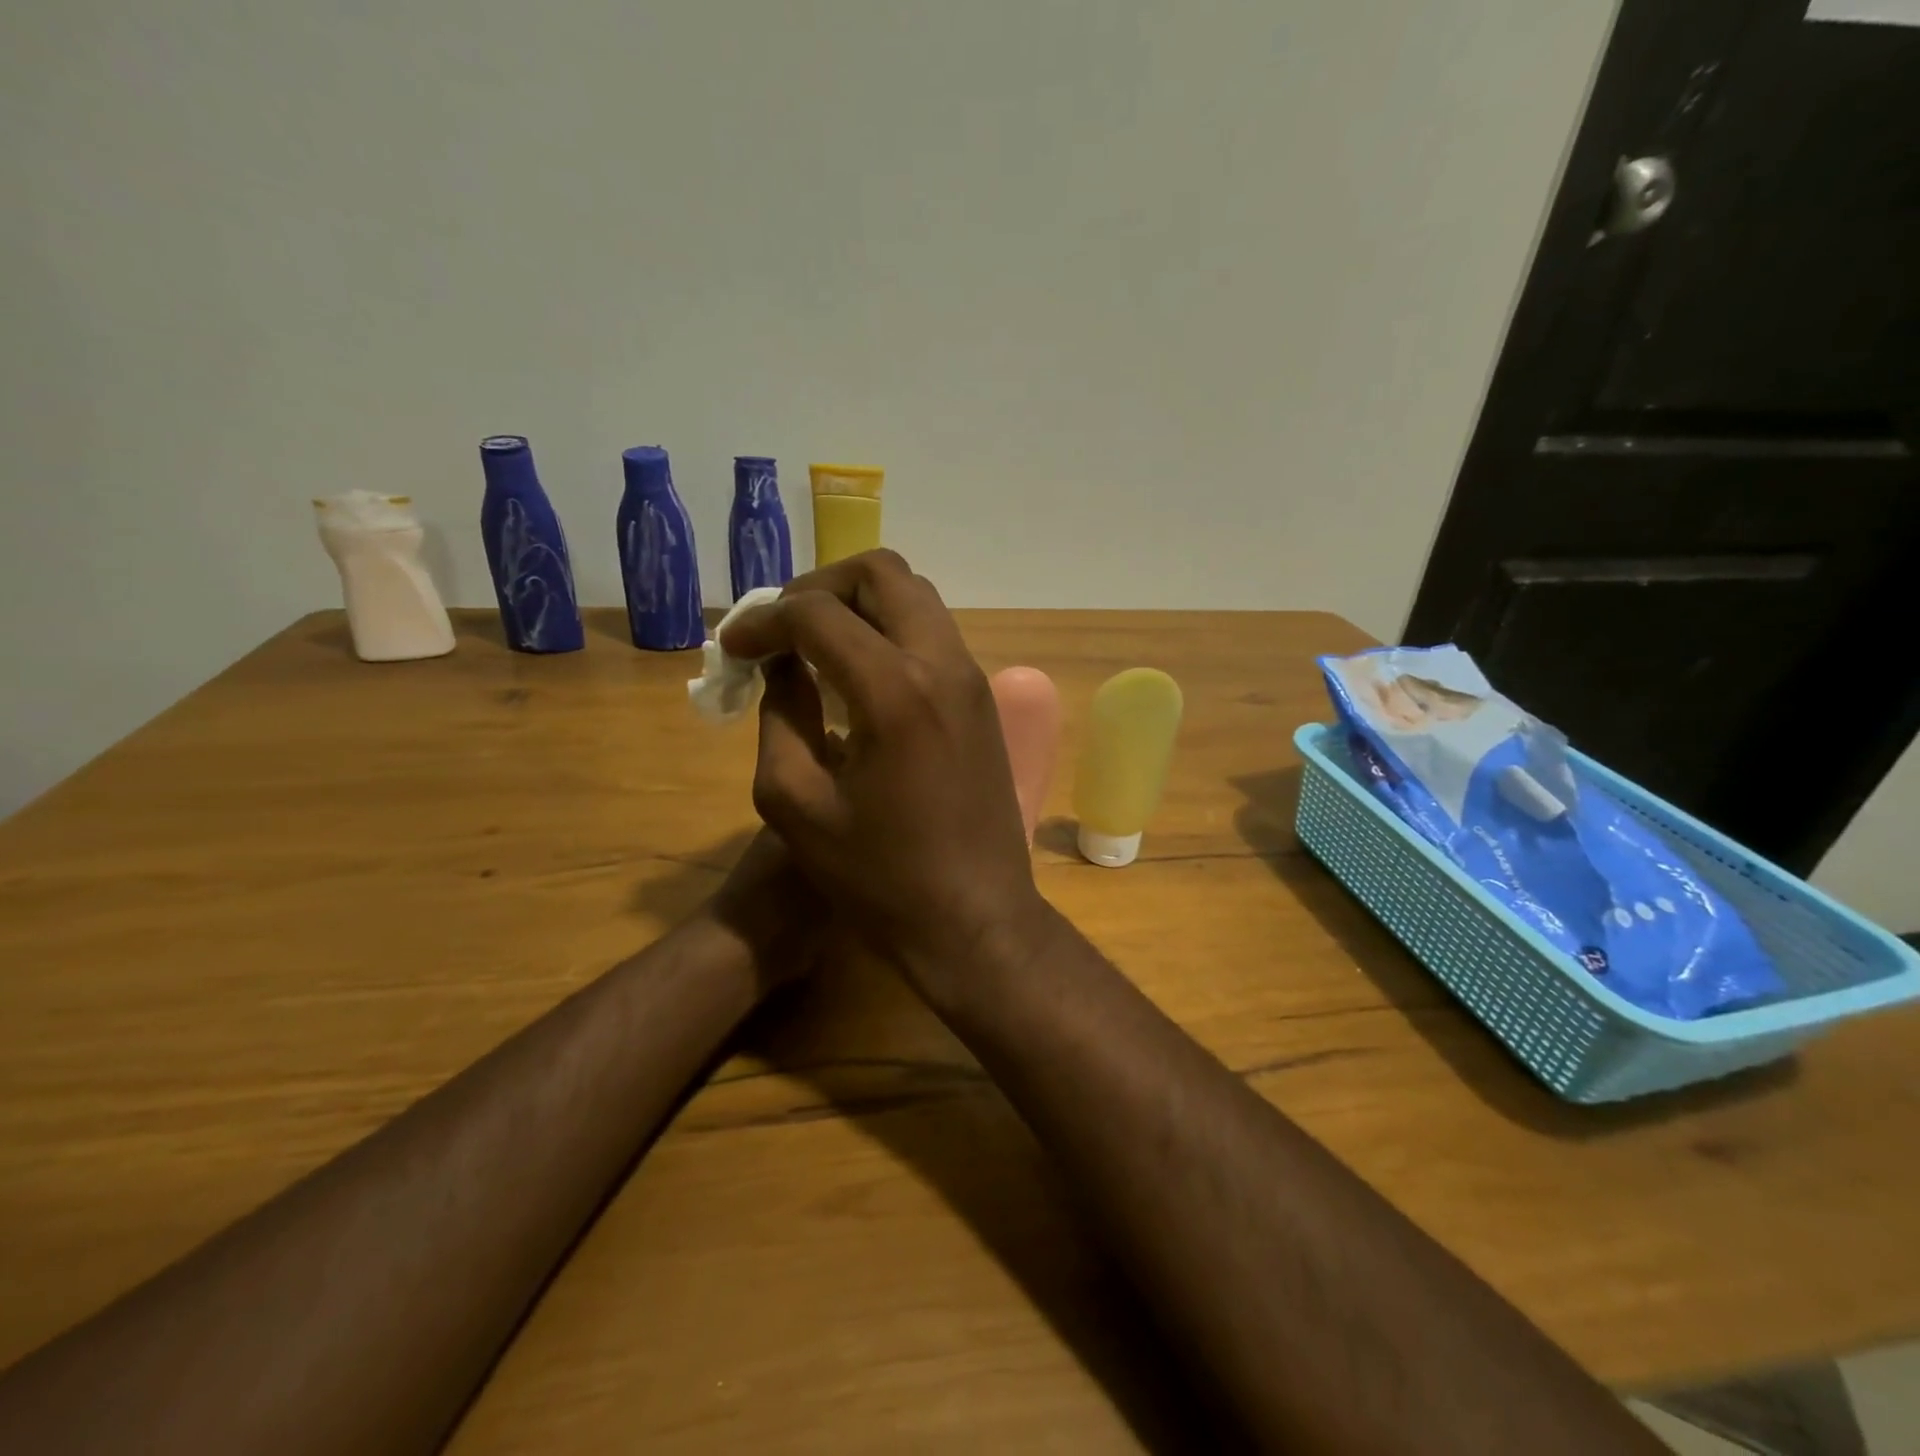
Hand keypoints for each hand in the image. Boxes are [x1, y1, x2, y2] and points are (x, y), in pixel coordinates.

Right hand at [720, 551, 1046, 996]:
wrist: (974, 917)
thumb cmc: (879, 878)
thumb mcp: (796, 804)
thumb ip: (779, 717)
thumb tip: (781, 665)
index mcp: (894, 691)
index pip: (817, 614)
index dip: (763, 621)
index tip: (734, 647)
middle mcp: (942, 664)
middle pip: (881, 573)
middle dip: (819, 587)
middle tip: (781, 627)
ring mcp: (972, 678)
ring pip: (915, 597)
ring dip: (859, 605)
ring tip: (814, 644)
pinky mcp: (983, 699)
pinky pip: (933, 634)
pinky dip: (890, 631)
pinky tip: (858, 672)